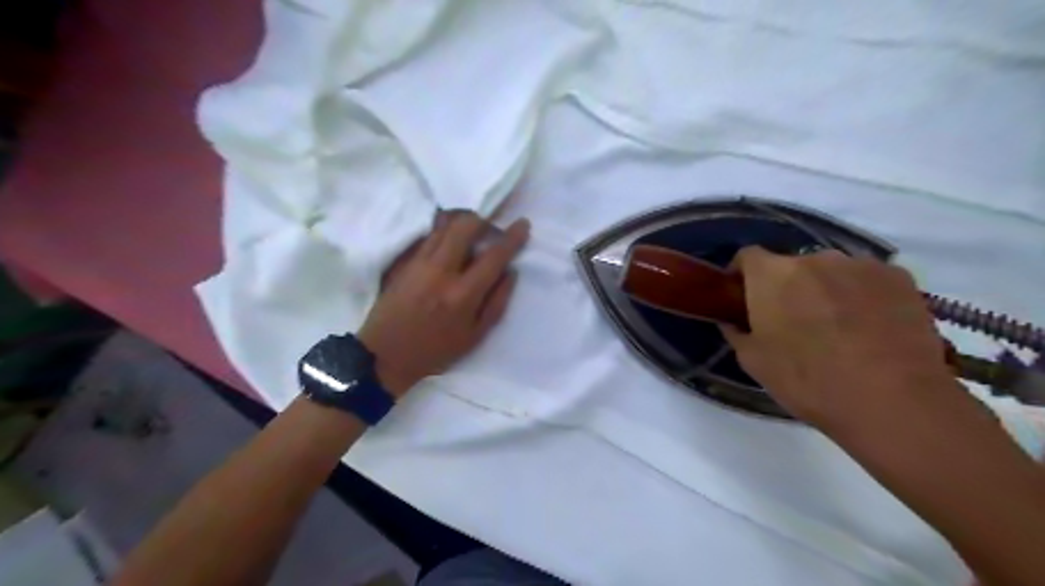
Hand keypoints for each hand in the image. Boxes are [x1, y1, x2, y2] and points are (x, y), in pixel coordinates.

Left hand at [361, 210, 530, 398]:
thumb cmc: (435, 350)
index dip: (512, 237)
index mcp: (462, 294)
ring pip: (444, 225)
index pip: (493, 256)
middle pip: (465, 227)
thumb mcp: (475, 336)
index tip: (523, 224)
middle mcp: (441, 271)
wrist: (385, 354)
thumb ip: (497, 302)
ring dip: (463, 220)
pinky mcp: (404, 261)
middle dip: (484, 219)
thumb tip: (510, 272)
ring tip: (473, 226)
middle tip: (493, 225)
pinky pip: (428, 235)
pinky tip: (450, 237)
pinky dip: (444, 229)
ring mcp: (419, 263)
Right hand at [725, 245, 958, 431]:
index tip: (744, 297)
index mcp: (772, 276)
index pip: (747, 256)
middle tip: (792, 321)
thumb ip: (737, 332)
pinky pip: (867, 279)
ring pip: (831, 271)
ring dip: (825, 290)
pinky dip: (861, 295)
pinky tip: (870, 327)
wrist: (894, 401)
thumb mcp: (754, 362)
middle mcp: (814, 259)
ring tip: (838, 326)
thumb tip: (733, 321)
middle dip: (787, 287)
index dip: (742, 274)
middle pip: (791, 265)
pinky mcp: (899, 277)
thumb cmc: (808, 381)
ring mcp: (860, 264)